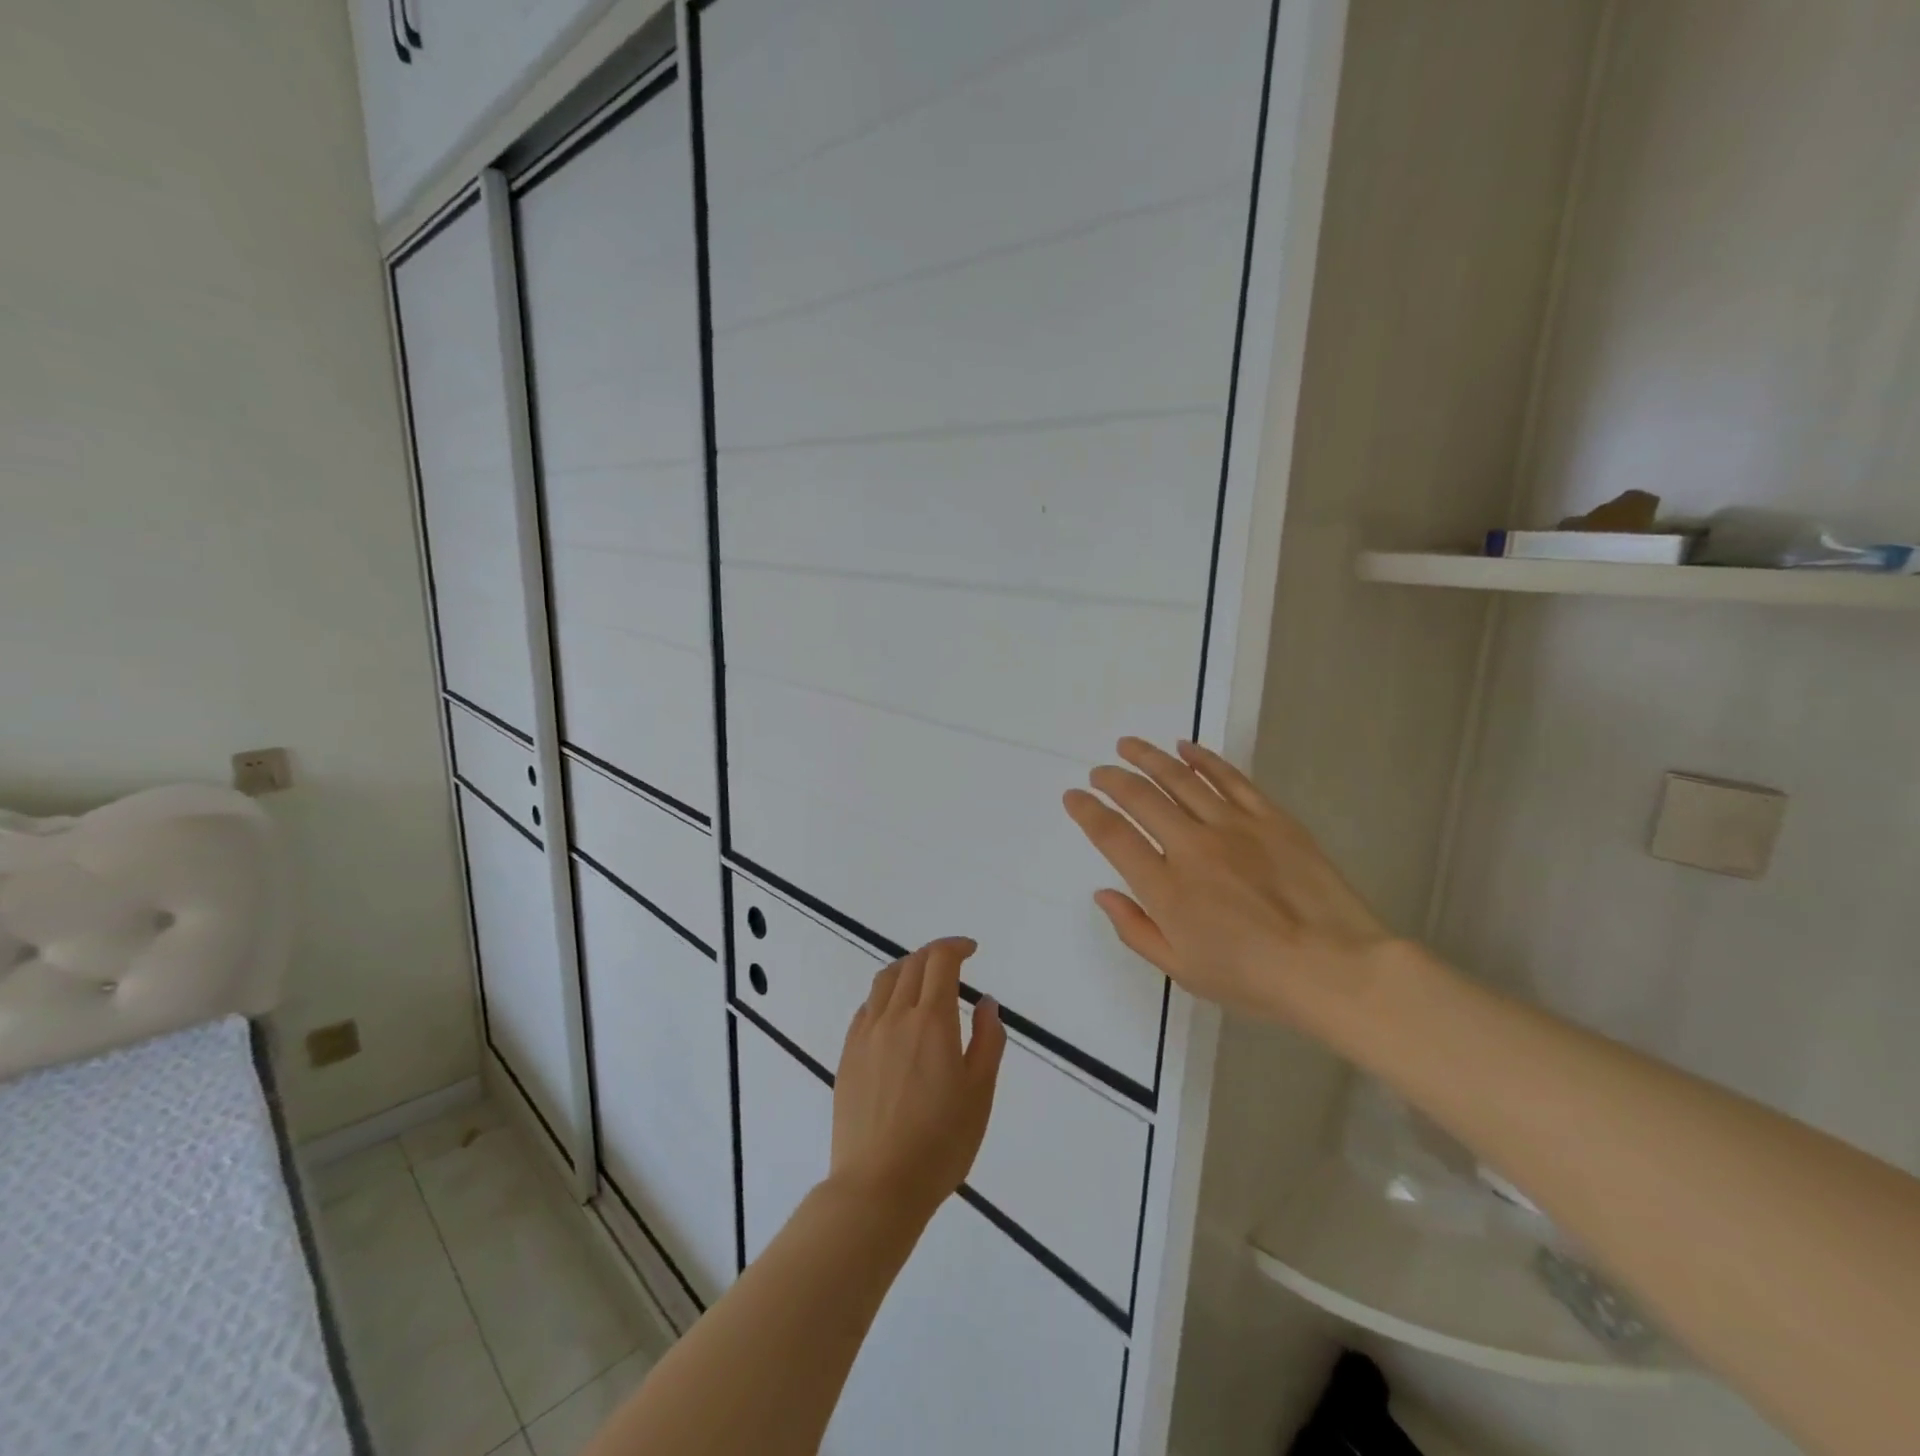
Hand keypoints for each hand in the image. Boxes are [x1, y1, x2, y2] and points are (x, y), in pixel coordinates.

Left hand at [829, 937, 1005, 1224]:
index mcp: (931, 1020)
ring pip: (884, 981)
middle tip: (952, 961)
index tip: (971, 950)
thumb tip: (985, 1002)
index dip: (956, 946)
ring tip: (923, 978)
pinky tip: (894, 1013)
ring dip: (907, 968)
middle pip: (912, 964)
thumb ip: (987, 1040)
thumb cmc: (941, 1142)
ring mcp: (866, 1034)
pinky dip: (885, 995)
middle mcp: (895, 1016)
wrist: (878, 1185)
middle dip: (934, 954)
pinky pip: (866, 1007)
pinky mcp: (848, 1055)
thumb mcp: (980, 1093)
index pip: (940, 961)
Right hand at [1062, 737, 1396, 1025]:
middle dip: (1112, 779)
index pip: (1113, 836)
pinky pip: (1229, 778)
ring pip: (1179, 778)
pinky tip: (1186, 747)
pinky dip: (1203, 759)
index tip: (1073, 796)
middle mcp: (1191, 846)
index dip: (1087, 811)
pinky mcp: (1269, 817)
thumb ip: (1135, 929)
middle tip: (1099, 771)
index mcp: (1165, 887)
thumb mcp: (1182, 970)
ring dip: (1148, 757)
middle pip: (1140, 797)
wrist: (1334, 968)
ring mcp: (1232, 826)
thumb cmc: (1252, 978)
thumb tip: (1103, 893)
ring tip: (1128, 745)